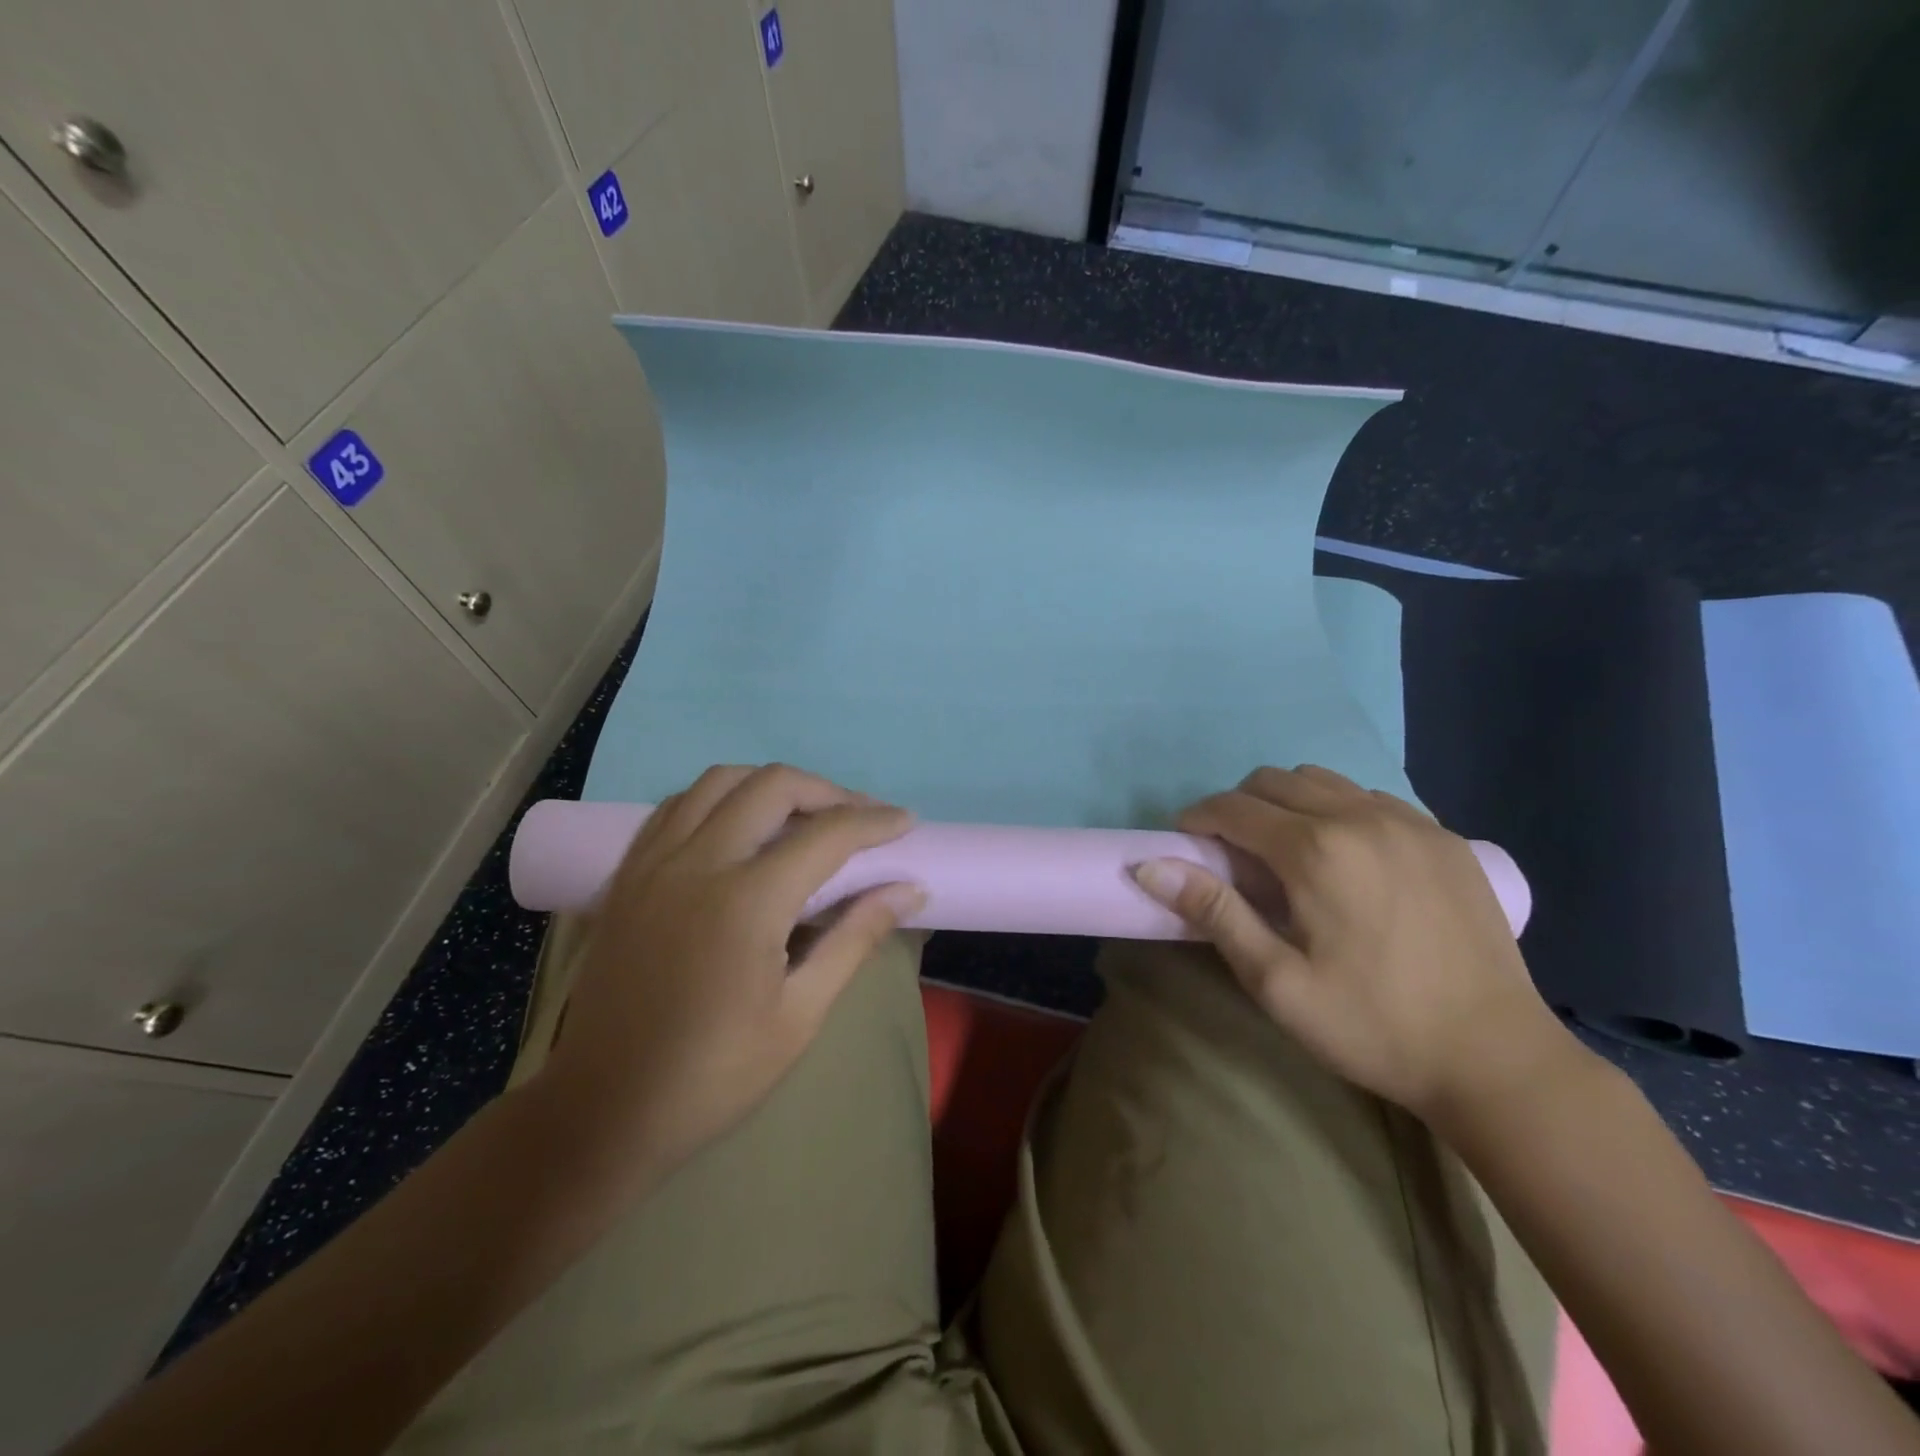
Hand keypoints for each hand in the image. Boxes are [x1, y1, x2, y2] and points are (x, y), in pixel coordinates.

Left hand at [528, 764, 922, 1190]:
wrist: (604, 1110)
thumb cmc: (714, 1074)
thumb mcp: (800, 1016)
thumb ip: (855, 938)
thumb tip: (909, 888)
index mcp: (745, 902)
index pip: (826, 834)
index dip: (875, 821)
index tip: (906, 822)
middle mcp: (697, 863)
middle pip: (772, 785)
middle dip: (828, 791)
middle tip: (859, 819)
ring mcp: (654, 862)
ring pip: (719, 780)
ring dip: (771, 785)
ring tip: (802, 815)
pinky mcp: (628, 874)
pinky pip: (678, 805)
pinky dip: (719, 798)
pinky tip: (738, 826)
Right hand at [1133, 764, 1579, 1120]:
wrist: (1495, 1058)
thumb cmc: (1372, 1025)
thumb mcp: (1276, 981)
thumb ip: (1213, 912)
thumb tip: (1149, 865)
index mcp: (1315, 850)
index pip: (1233, 807)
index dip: (1198, 819)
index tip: (1185, 843)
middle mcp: (1360, 817)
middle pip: (1273, 781)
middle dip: (1238, 807)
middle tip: (1232, 854)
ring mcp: (1410, 822)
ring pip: (1323, 781)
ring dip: (1288, 803)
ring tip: (1286, 852)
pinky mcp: (1444, 837)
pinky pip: (1371, 797)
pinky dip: (1339, 810)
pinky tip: (1346, 857)